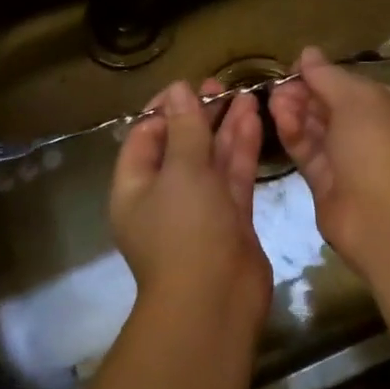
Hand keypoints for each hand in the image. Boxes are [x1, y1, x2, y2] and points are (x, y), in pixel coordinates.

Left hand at [110, 80, 271, 330]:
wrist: (215, 302)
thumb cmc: (185, 231)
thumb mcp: (181, 171)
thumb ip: (184, 128)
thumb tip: (177, 89)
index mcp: (135, 187)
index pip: (144, 137)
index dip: (165, 109)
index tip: (188, 86)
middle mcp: (164, 196)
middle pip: (181, 145)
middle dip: (200, 115)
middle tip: (221, 86)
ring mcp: (199, 208)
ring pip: (211, 158)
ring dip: (225, 127)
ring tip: (244, 93)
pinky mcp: (230, 218)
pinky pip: (232, 175)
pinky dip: (242, 148)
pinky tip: (254, 118)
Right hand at [268, 46, 389, 275]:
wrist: (385, 217)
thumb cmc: (379, 144)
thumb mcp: (355, 98)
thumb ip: (327, 75)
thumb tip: (308, 52)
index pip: (354, 87)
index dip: (325, 75)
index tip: (297, 67)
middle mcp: (374, 135)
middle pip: (333, 108)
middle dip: (306, 93)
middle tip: (279, 84)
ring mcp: (351, 162)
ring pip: (318, 130)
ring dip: (296, 111)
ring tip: (273, 97)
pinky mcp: (328, 186)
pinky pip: (309, 153)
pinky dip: (294, 134)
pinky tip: (277, 116)